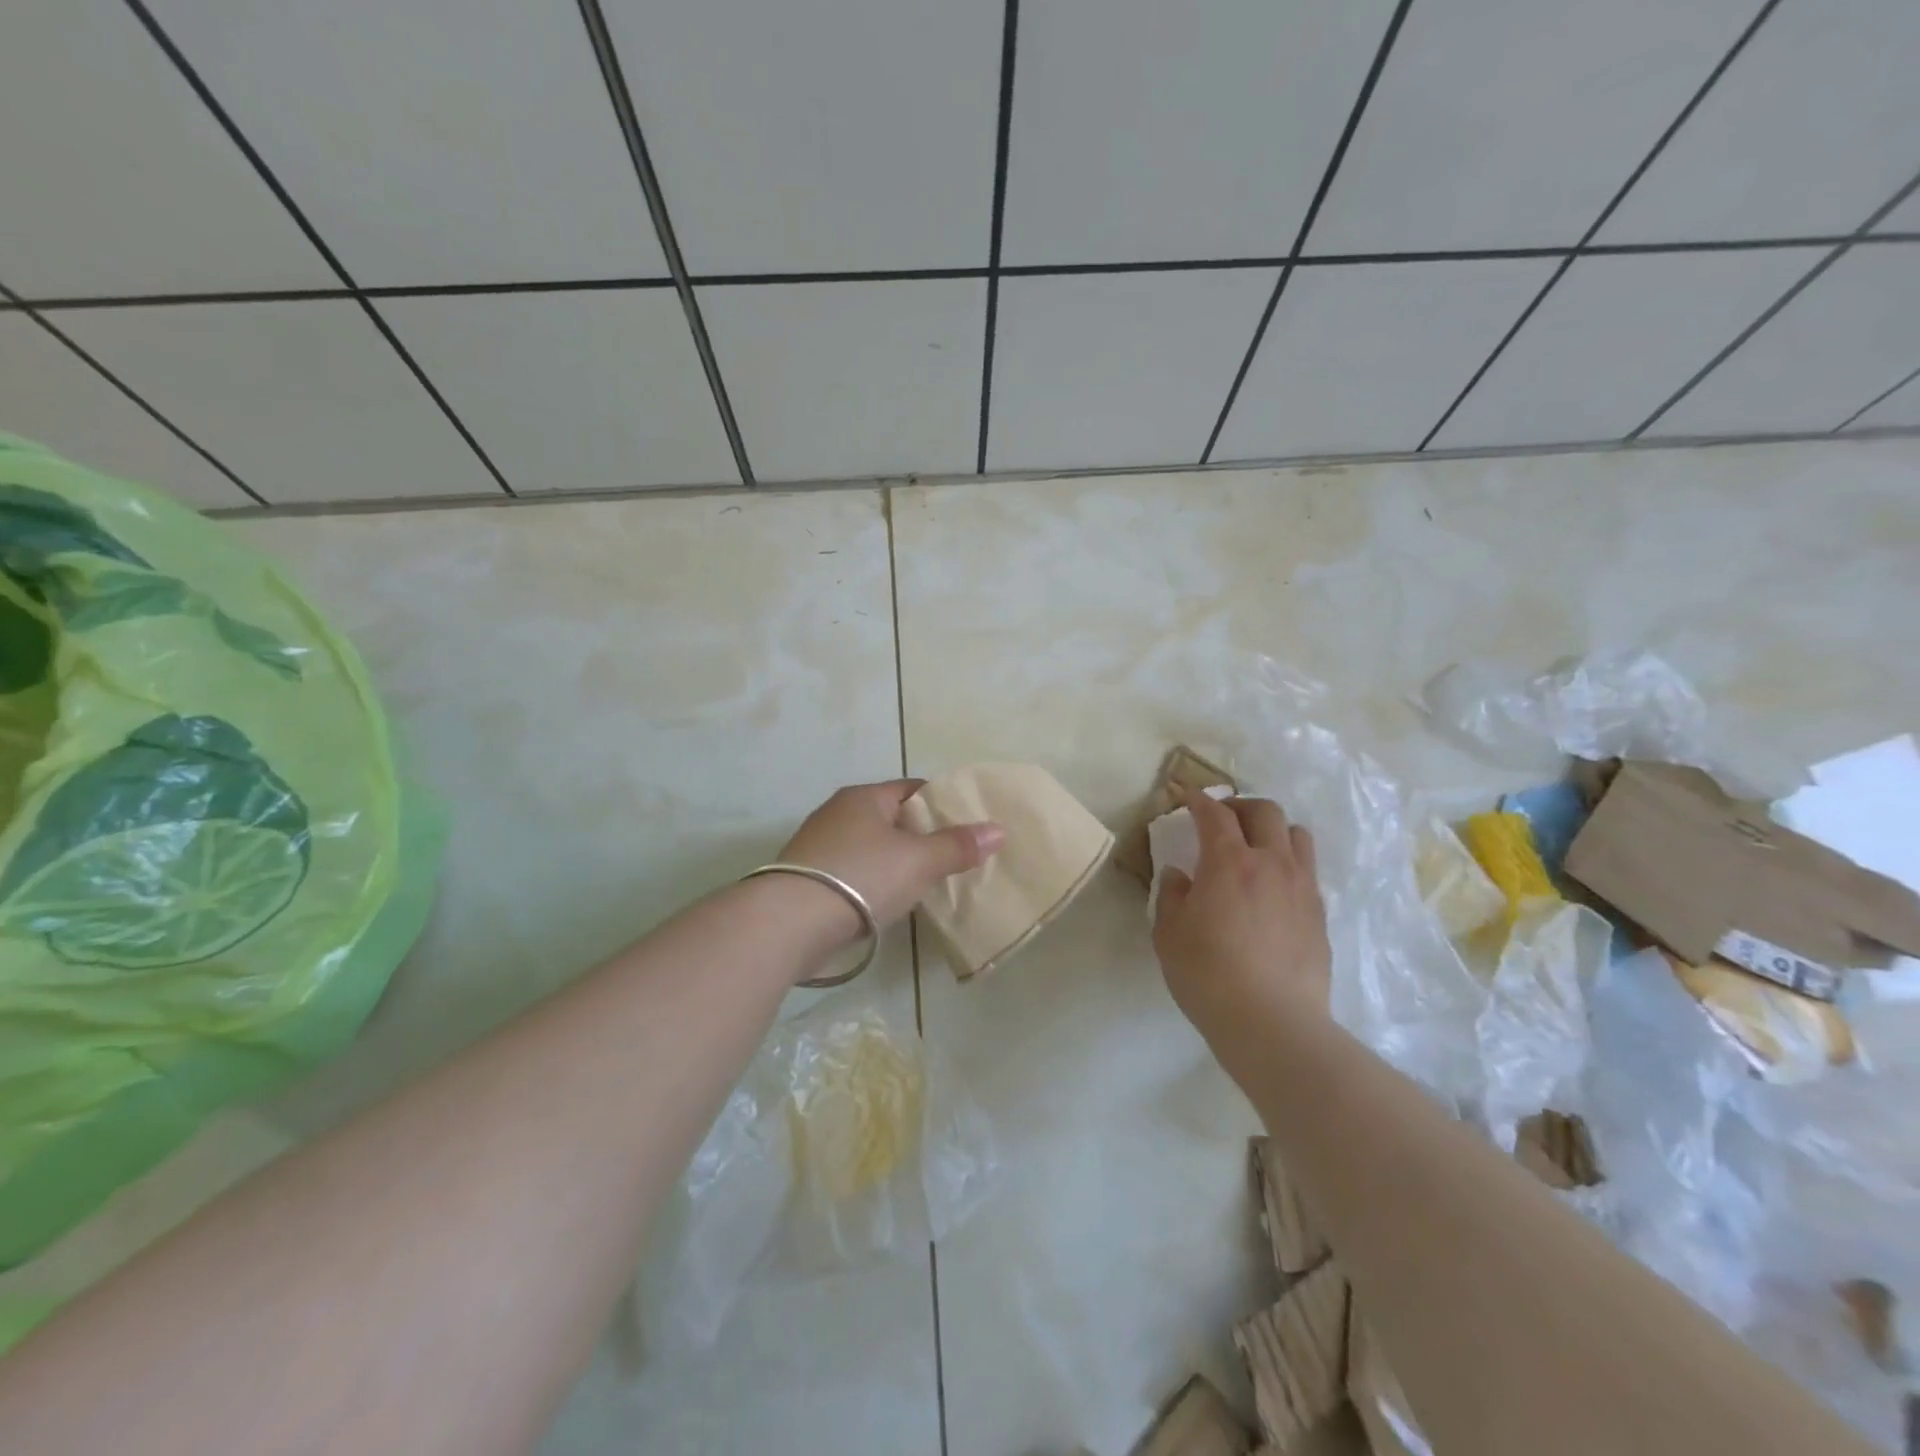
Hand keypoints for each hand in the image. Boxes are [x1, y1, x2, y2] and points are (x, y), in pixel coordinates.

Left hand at [778, 780, 1004, 934]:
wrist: (789, 922)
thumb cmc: (861, 877)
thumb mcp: (918, 861)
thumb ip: (957, 846)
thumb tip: (998, 830)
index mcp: (864, 797)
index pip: (912, 789)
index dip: (942, 804)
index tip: (967, 825)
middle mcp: (838, 813)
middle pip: (891, 818)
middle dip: (920, 836)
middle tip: (952, 858)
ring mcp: (818, 846)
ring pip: (871, 847)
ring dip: (895, 862)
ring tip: (925, 884)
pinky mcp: (807, 878)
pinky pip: (852, 873)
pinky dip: (872, 883)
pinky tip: (886, 903)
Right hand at [1152, 788, 1330, 1041]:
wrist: (1272, 1022)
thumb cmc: (1208, 974)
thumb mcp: (1169, 934)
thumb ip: (1171, 895)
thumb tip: (1179, 875)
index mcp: (1229, 862)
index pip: (1215, 814)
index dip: (1198, 800)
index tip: (1186, 797)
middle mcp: (1271, 863)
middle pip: (1264, 811)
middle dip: (1240, 806)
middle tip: (1222, 820)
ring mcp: (1302, 888)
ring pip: (1296, 835)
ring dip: (1272, 830)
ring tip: (1255, 847)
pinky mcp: (1320, 914)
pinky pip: (1307, 870)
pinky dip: (1288, 863)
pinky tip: (1273, 888)